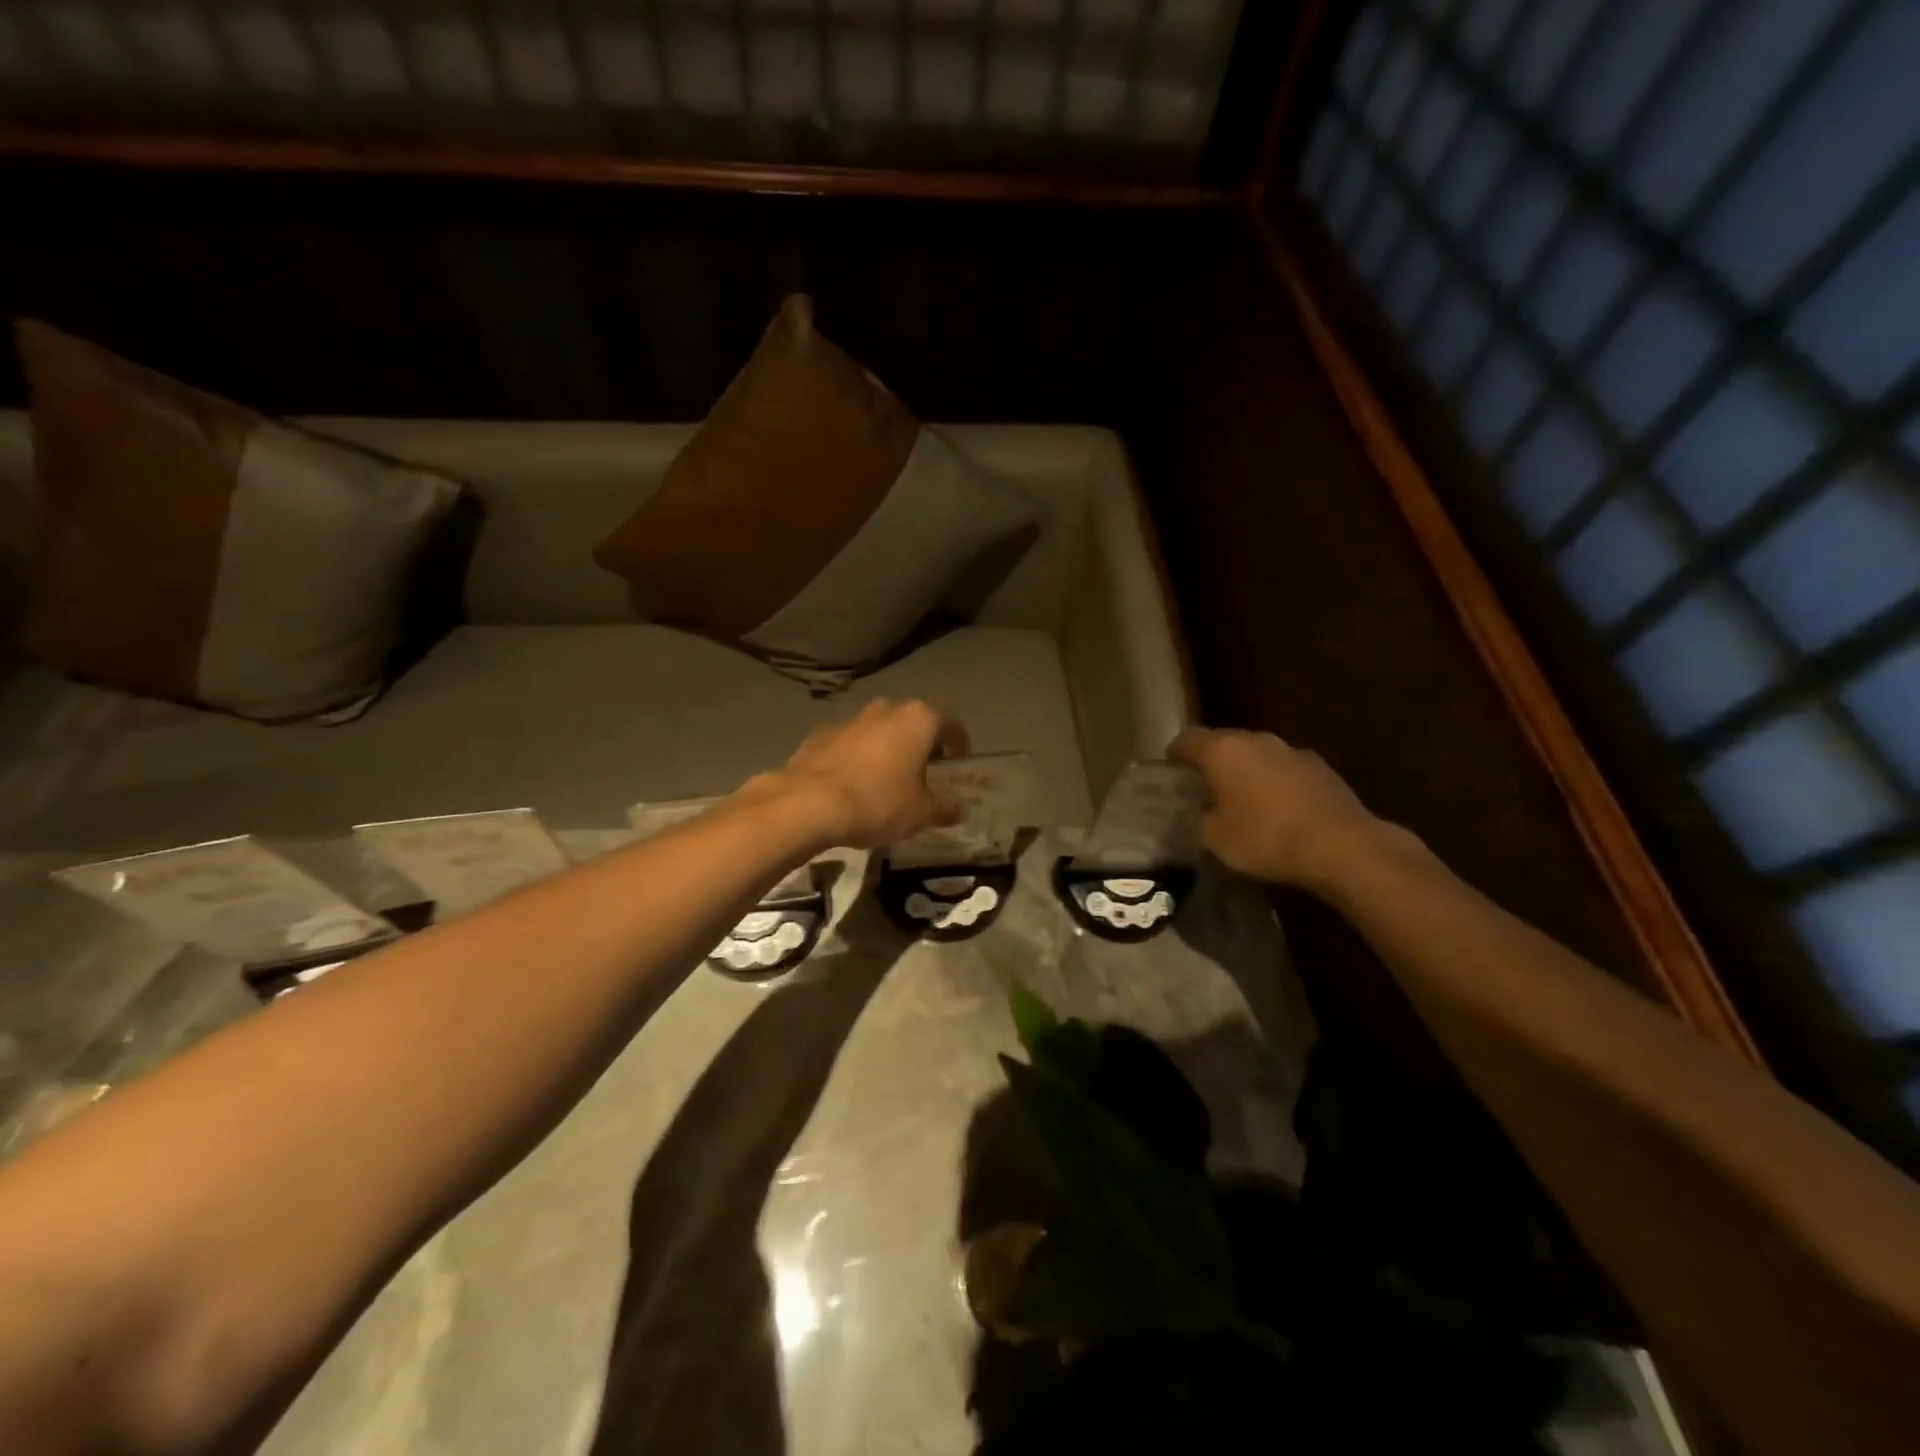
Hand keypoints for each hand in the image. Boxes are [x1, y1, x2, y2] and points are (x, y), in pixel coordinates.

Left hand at [776, 699, 969, 849]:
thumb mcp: (921, 813)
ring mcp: (851, 718)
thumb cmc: (878, 802)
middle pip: (913, 721)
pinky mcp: (820, 733)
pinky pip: (850, 741)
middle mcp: (886, 709)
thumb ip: (944, 808)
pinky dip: (858, 755)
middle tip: (927, 768)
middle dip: (922, 742)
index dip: (959, 743)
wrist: (809, 804)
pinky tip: (855, 780)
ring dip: (888, 746)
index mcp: (918, 720)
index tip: (960, 759)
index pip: (950, 724)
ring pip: (880, 728)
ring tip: (889, 776)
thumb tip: (960, 810)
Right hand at [1167, 727, 1384, 888]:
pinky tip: (1277, 810)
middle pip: (1222, 742)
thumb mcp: (1216, 839)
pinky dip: (1274, 782)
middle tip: (1203, 789)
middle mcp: (1256, 740)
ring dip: (1245, 771)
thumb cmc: (1266, 838)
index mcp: (1223, 750)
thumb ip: (1201, 817)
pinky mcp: (1320, 767)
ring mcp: (1291, 750)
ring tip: (1242, 801)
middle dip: (1211, 762)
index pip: (1186, 740)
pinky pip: (1283, 769)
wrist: (1342, 846)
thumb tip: (1202, 811)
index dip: (1174, 756)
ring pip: (1256, 754)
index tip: (1170, 775)